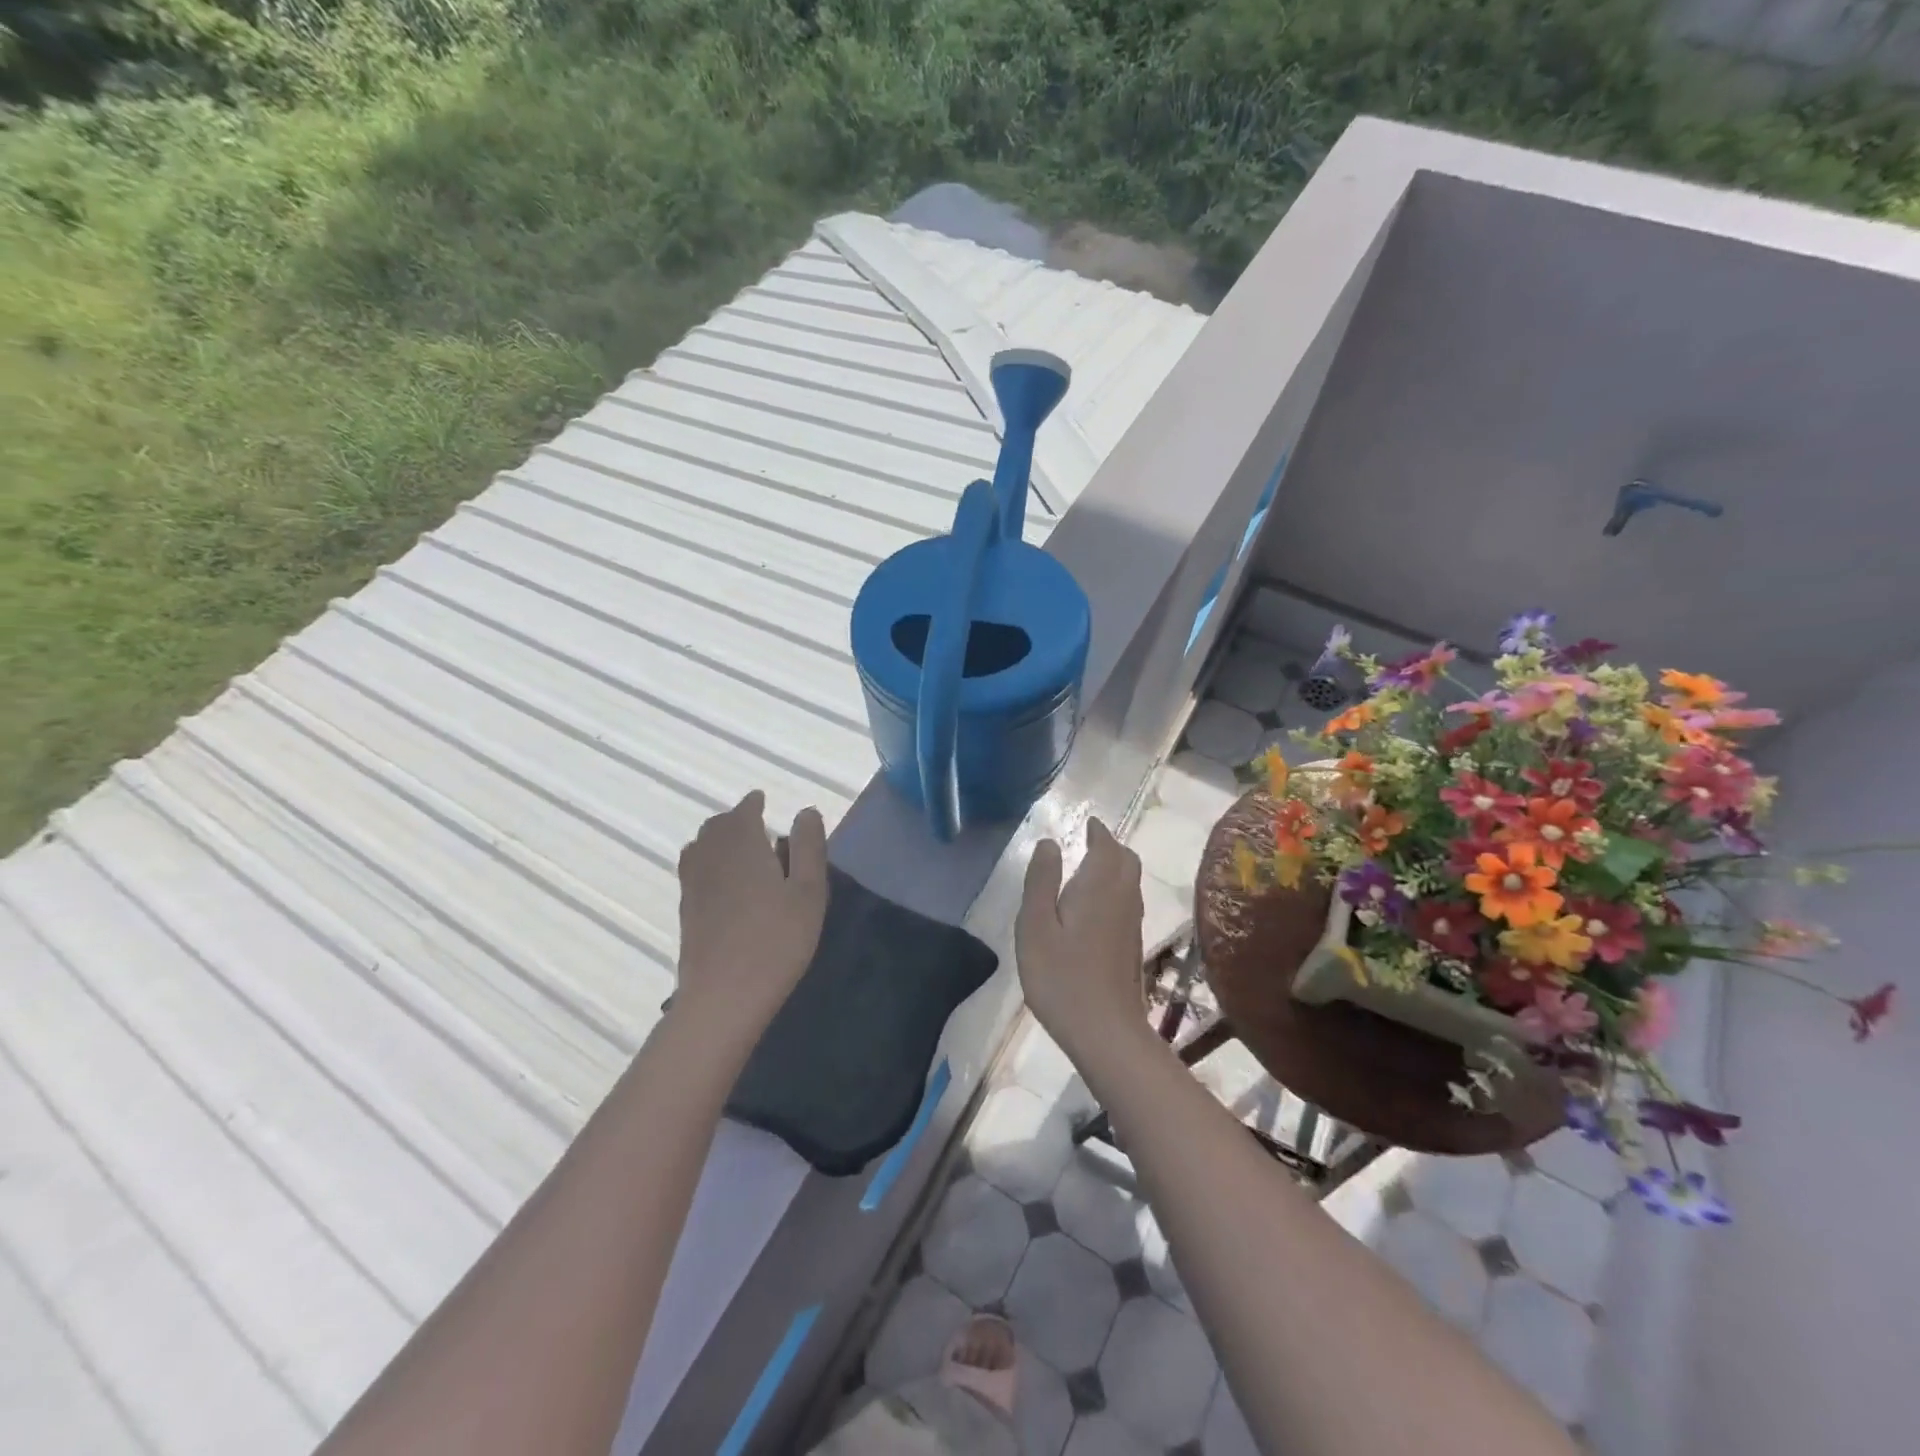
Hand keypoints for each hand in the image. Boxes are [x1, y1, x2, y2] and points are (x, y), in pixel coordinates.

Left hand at [674, 791, 827, 1034]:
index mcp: (742, 844)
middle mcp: (711, 856)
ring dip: (718, 839)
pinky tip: (723, 880)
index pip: (744, 811)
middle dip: (735, 819)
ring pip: (701, 846)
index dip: (753, 803)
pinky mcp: (687, 910)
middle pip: (717, 826)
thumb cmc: (776, 940)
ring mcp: (693, 884)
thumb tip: (806, 812)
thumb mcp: (808, 891)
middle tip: (757, 825)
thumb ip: (808, 847)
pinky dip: (707, 860)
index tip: (762, 800)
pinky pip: (694, 869)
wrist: (724, 995)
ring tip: (739, 849)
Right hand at [1016, 818, 1146, 1060]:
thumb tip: (1049, 843)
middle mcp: (1122, 898)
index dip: (1098, 831)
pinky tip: (1095, 907)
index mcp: (1099, 886)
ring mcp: (1131, 923)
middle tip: (1089, 842)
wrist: (1105, 1031)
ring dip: (1114, 867)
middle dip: (1110, 846)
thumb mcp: (1035, 926)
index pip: (1106, 846)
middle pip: (1126, 860)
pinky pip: (1128, 901)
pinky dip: (1115, 889)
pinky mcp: (1132, 945)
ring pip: (1130, 882)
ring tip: (1089, 868)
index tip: (1088, 823)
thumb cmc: (1061, 976)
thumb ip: (1041, 881)